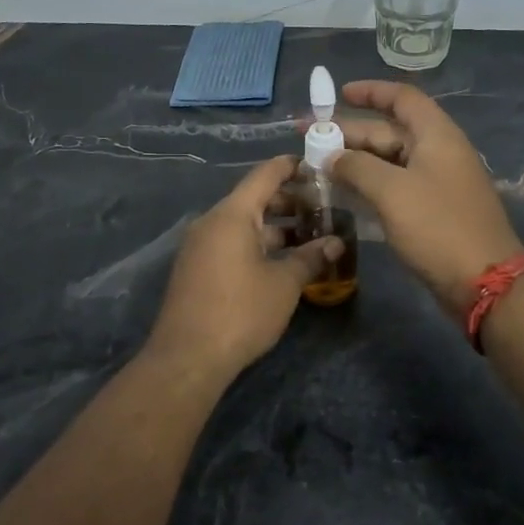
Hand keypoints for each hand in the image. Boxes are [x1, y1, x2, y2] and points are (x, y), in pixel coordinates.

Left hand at [145, 155, 343, 381]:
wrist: (188, 358)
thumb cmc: (241, 312)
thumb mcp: (284, 284)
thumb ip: (311, 258)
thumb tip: (336, 243)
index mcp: (232, 215)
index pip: (265, 175)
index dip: (292, 167)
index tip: (319, 166)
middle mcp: (212, 222)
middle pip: (254, 199)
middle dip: (290, 202)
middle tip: (323, 209)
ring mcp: (200, 246)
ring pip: (244, 224)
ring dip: (276, 227)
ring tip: (309, 237)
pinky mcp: (197, 269)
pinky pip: (231, 243)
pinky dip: (258, 244)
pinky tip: (282, 262)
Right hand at [330, 81, 523, 317]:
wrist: (483, 281)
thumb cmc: (438, 227)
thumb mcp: (392, 191)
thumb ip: (357, 167)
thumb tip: (332, 156)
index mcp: (436, 135)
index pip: (402, 98)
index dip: (371, 92)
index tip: (338, 94)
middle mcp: (438, 153)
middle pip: (390, 131)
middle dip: (349, 132)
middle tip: (308, 137)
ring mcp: (437, 184)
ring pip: (389, 162)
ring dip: (355, 161)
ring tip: (317, 165)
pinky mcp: (433, 212)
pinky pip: (395, 187)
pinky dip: (369, 185)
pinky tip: (343, 194)